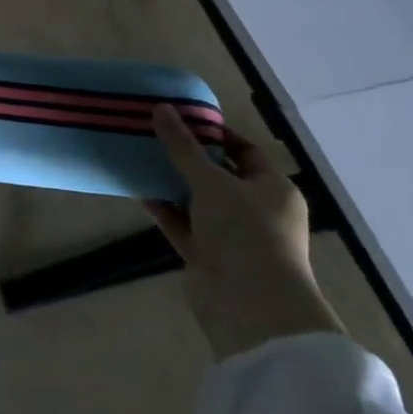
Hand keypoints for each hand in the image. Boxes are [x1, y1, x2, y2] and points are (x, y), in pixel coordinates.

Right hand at [146, 105, 343, 360]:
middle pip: (219, 176)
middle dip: (187, 158)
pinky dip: (165, 210)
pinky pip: (183, 225)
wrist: (250, 305)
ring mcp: (232, 236)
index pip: (244, 151)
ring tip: (139, 158)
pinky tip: (139, 190)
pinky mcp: (209, 257)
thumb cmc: (244, 232)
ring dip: (172, 184)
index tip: (180, 119)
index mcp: (273, 189)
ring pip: (198, 202)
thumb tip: (161, 108)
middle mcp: (257, 211)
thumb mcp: (211, 181)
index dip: (214, 134)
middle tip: (153, 135)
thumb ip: (183, 146)